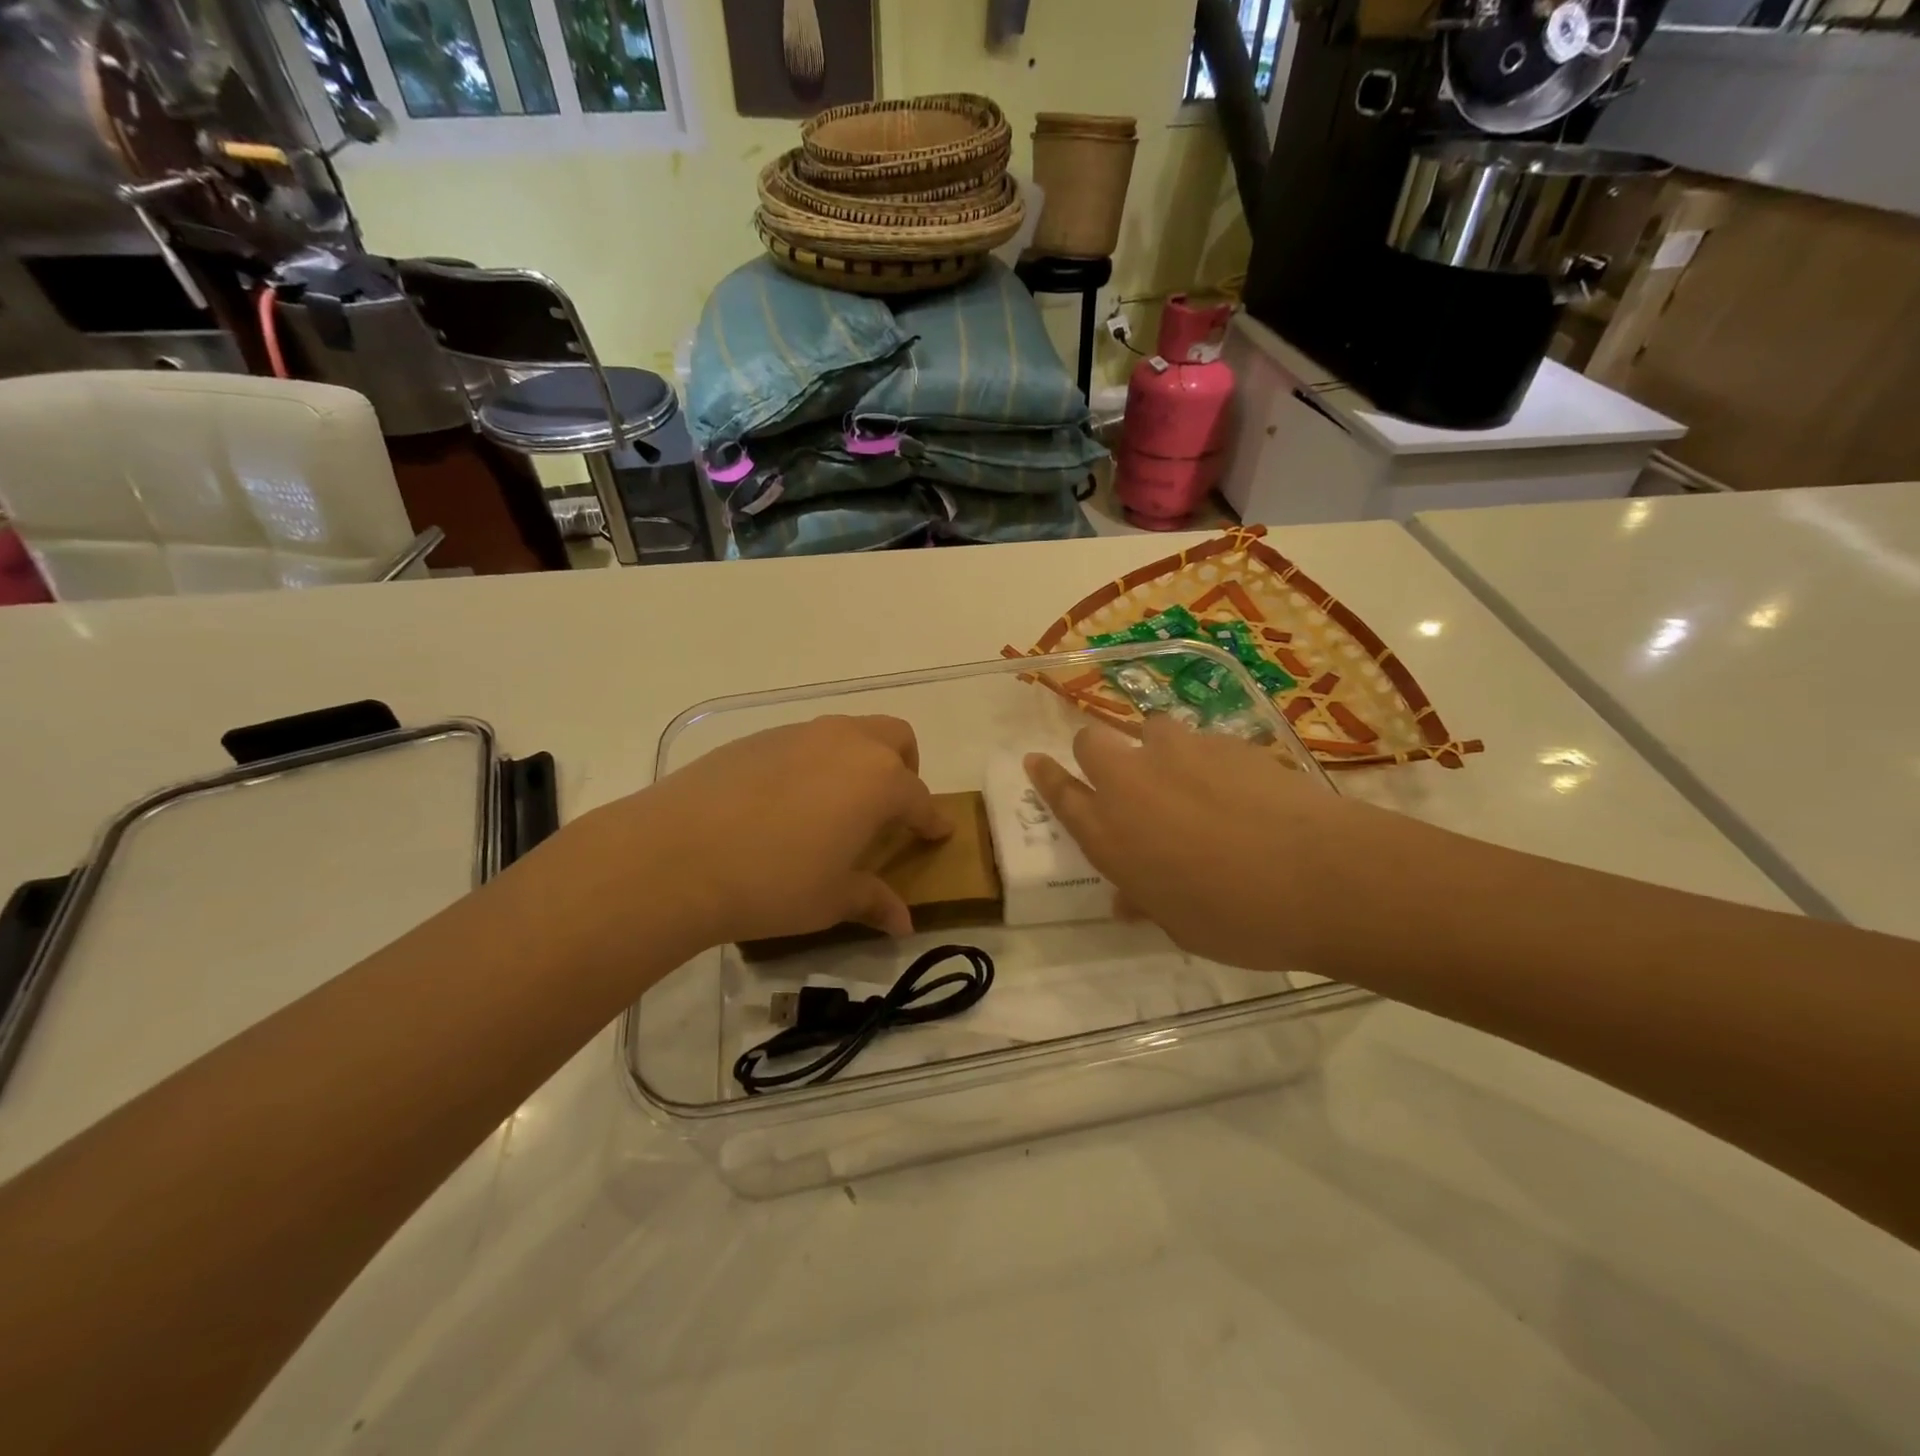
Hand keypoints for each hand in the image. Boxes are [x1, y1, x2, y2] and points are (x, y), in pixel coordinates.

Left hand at [567, 714, 950, 951]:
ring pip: (849, 732)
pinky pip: (804, 742)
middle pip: (895, 738)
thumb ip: (873, 901)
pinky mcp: (758, 738)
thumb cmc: (773, 882)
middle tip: (890, 807)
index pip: (920, 798)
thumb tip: (904, 924)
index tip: (938, 832)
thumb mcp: (831, 899)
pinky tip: (786, 803)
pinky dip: (814, 764)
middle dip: (905, 768)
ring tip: (836, 806)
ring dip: (858, 761)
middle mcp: (847, 744)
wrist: (675, 856)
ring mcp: (800, 734)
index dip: (932, 819)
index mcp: (879, 781)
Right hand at [1024, 716, 1387, 971]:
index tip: (1035, 760)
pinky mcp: (1226, 741)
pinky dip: (1207, 758)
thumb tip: (1129, 901)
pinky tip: (1240, 788)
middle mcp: (1132, 783)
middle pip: (1091, 743)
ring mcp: (1179, 754)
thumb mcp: (1180, 924)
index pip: (1060, 793)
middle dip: (1097, 753)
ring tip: (1187, 778)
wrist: (1319, 877)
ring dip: (1155, 748)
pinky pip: (1202, 740)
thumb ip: (1146, 901)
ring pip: (1148, 729)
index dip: (1045, 775)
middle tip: (1123, 778)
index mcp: (1109, 833)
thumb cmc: (1237, 919)